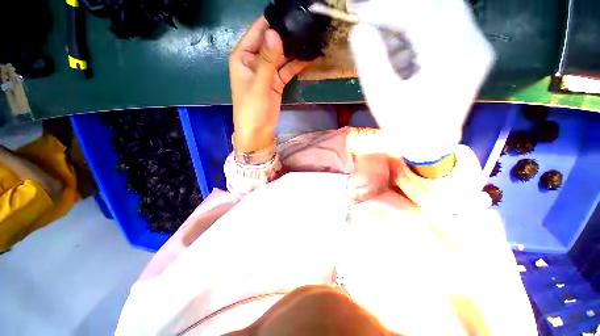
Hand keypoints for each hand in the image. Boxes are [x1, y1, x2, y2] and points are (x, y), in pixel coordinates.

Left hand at [229, 17, 309, 152]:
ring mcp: (267, 72)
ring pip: (281, 56)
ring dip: (294, 50)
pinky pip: (287, 69)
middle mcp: (255, 60)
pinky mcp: (276, 82)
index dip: (273, 22)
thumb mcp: (259, 85)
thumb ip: (267, 60)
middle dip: (287, 35)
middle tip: (306, 25)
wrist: (257, 132)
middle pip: (272, 42)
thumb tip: (274, 33)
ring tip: (310, 38)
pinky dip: (296, 64)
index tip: (292, 14)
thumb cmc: (251, 110)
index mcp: (243, 56)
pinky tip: (308, 57)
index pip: (258, 31)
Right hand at [349, 0, 494, 162]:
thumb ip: (371, 61)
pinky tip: (399, 53)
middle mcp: (472, 42)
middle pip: (434, 3)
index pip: (417, 12)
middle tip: (368, 17)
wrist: (430, 144)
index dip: (383, 8)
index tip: (357, 12)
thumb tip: (359, 30)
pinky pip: (443, 25)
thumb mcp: (382, 97)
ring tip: (381, 43)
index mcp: (451, 55)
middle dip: (396, 7)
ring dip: (405, 20)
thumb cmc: (405, 127)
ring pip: (439, 10)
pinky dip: (416, 31)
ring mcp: (475, 45)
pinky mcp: (470, 50)